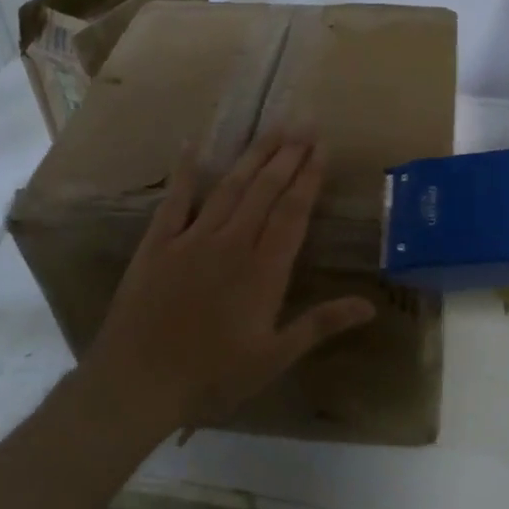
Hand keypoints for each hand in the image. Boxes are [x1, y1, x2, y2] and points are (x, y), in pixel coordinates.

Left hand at [82, 133, 376, 434]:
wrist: (137, 383)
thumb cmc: (212, 376)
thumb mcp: (274, 357)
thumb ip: (320, 325)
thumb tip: (370, 306)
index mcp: (263, 271)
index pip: (292, 213)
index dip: (309, 179)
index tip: (321, 149)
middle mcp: (231, 244)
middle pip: (265, 191)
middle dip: (287, 156)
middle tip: (304, 125)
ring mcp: (192, 239)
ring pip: (229, 188)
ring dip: (252, 157)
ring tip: (273, 129)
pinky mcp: (157, 244)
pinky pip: (175, 200)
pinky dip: (185, 171)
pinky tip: (193, 144)